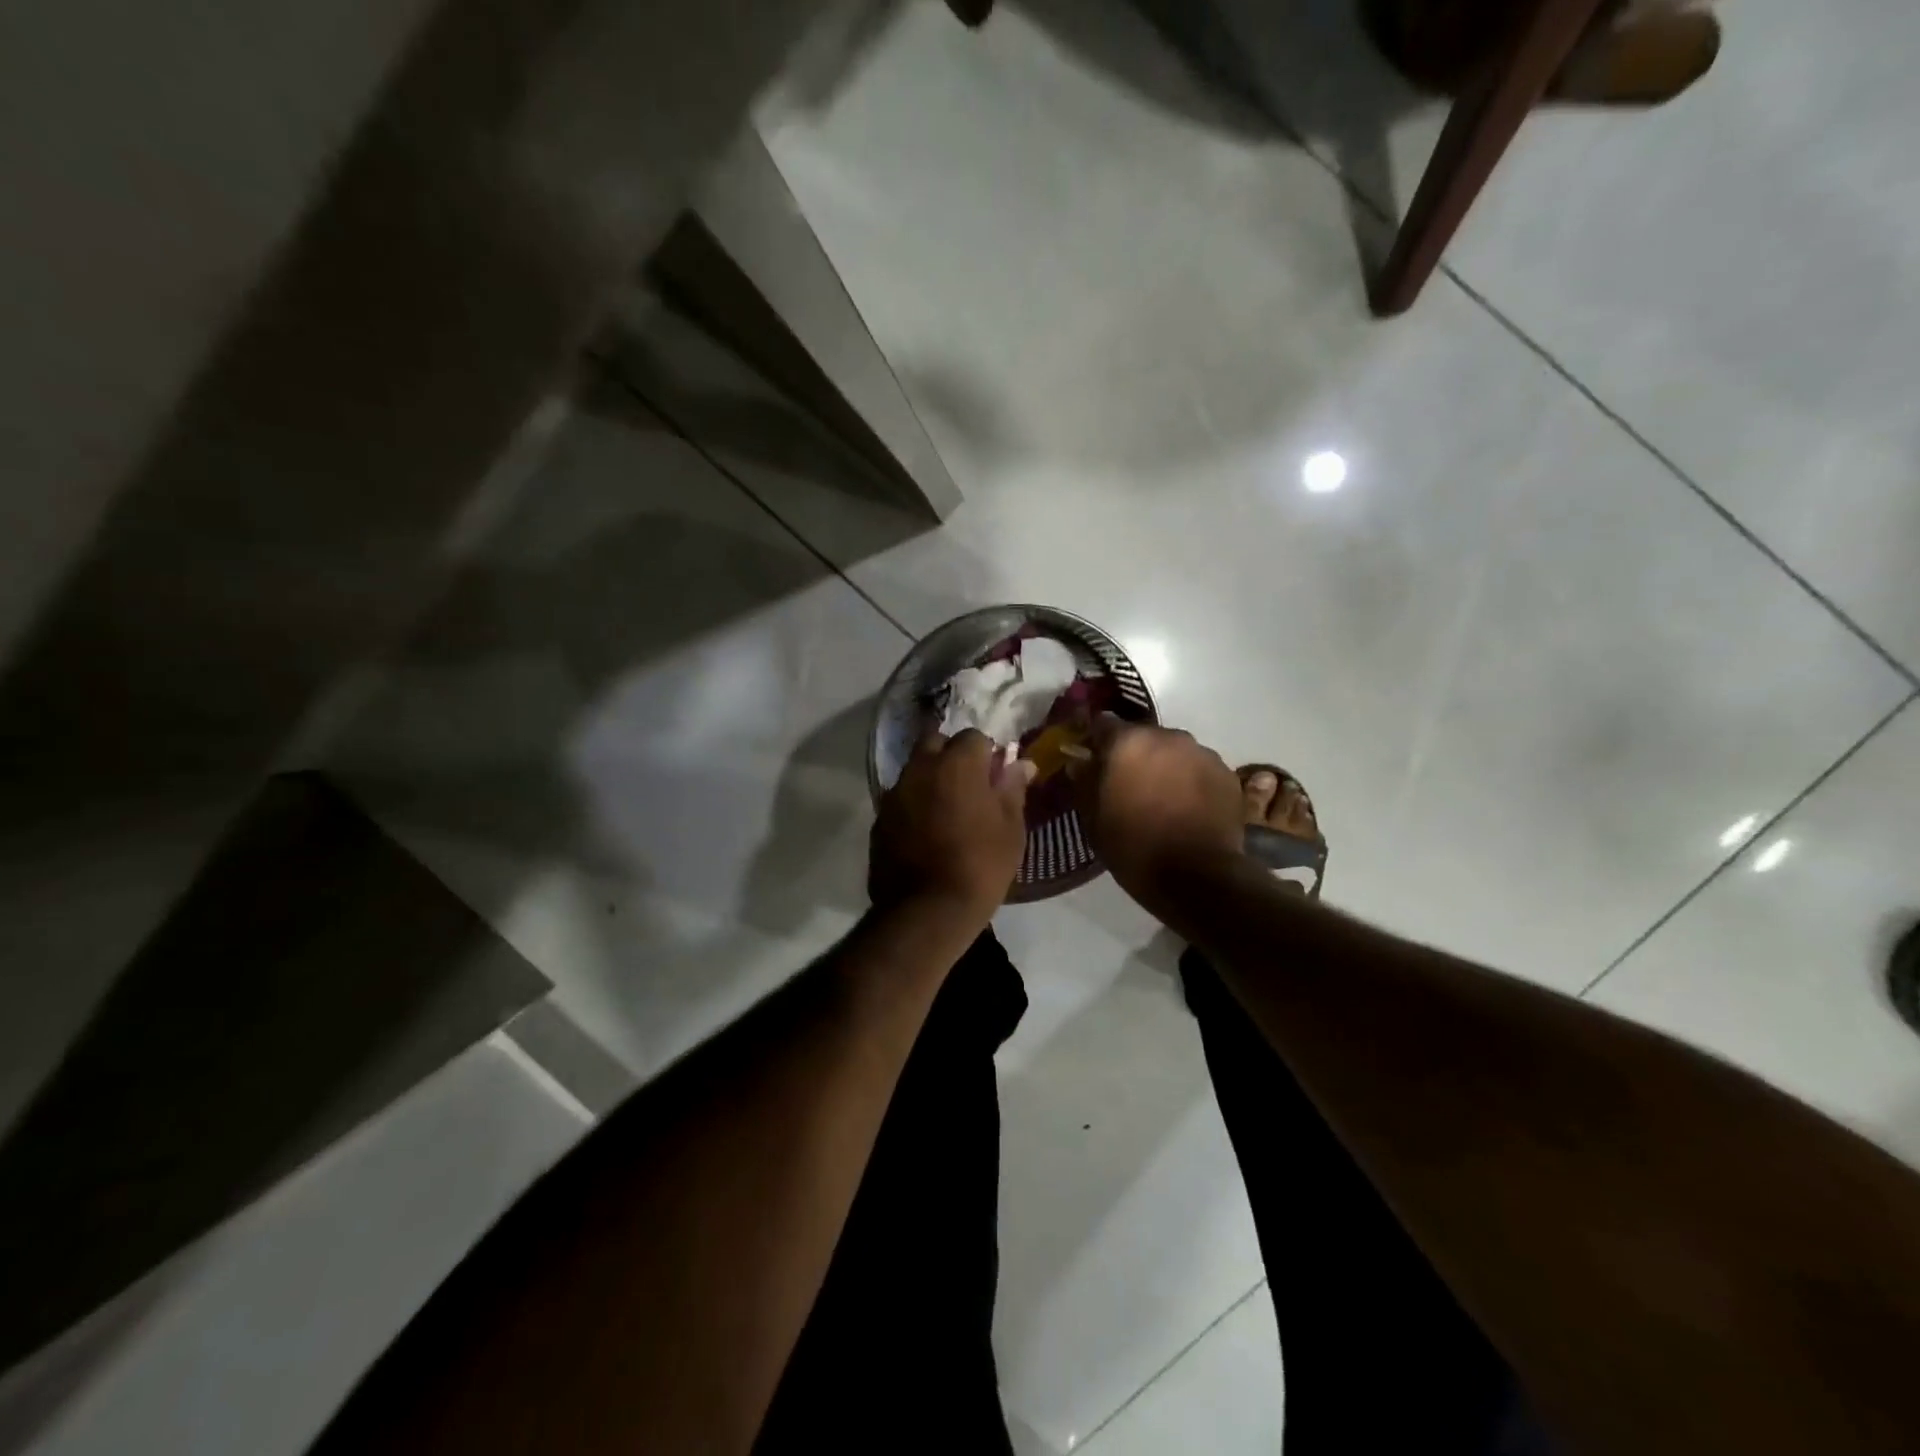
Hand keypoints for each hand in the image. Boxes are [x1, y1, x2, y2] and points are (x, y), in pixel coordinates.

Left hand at [870, 729, 1035, 921]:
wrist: (927, 910)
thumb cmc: (981, 866)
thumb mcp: (1010, 829)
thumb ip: (1012, 789)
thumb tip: (1020, 764)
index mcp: (957, 764)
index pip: (973, 737)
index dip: (986, 754)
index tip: (994, 777)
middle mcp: (920, 768)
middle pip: (935, 743)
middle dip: (951, 755)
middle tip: (968, 786)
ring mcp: (895, 793)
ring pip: (915, 769)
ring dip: (930, 779)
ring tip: (947, 810)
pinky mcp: (879, 818)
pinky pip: (901, 798)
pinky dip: (914, 804)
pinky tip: (926, 832)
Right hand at [1069, 714, 1242, 908]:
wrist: (1196, 876)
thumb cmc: (1132, 846)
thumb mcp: (1092, 818)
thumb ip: (1084, 782)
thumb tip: (1080, 762)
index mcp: (1127, 742)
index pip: (1103, 724)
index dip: (1096, 741)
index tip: (1093, 759)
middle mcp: (1167, 736)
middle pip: (1143, 737)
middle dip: (1134, 755)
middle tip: (1129, 785)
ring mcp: (1202, 753)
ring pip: (1175, 752)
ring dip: (1165, 767)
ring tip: (1163, 800)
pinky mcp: (1227, 774)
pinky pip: (1200, 770)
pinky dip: (1192, 782)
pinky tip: (1188, 809)